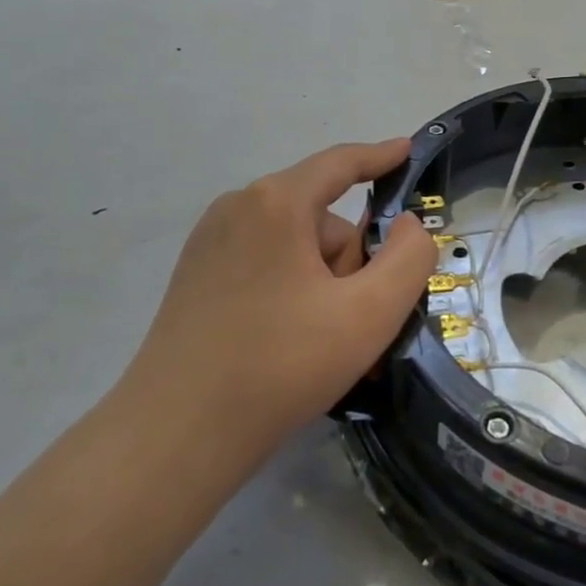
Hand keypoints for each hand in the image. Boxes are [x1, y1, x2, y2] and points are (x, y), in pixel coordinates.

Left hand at [116, 139, 435, 476]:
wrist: (177, 435)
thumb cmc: (281, 365)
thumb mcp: (369, 314)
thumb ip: (409, 259)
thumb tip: (407, 226)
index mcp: (275, 203)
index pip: (340, 163)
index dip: (380, 156)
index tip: (407, 150)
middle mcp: (237, 209)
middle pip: (321, 220)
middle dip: (351, 262)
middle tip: (359, 323)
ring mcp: (209, 244)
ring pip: (294, 247)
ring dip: (324, 285)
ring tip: (326, 347)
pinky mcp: (195, 278)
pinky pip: (264, 267)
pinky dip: (292, 293)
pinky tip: (293, 346)